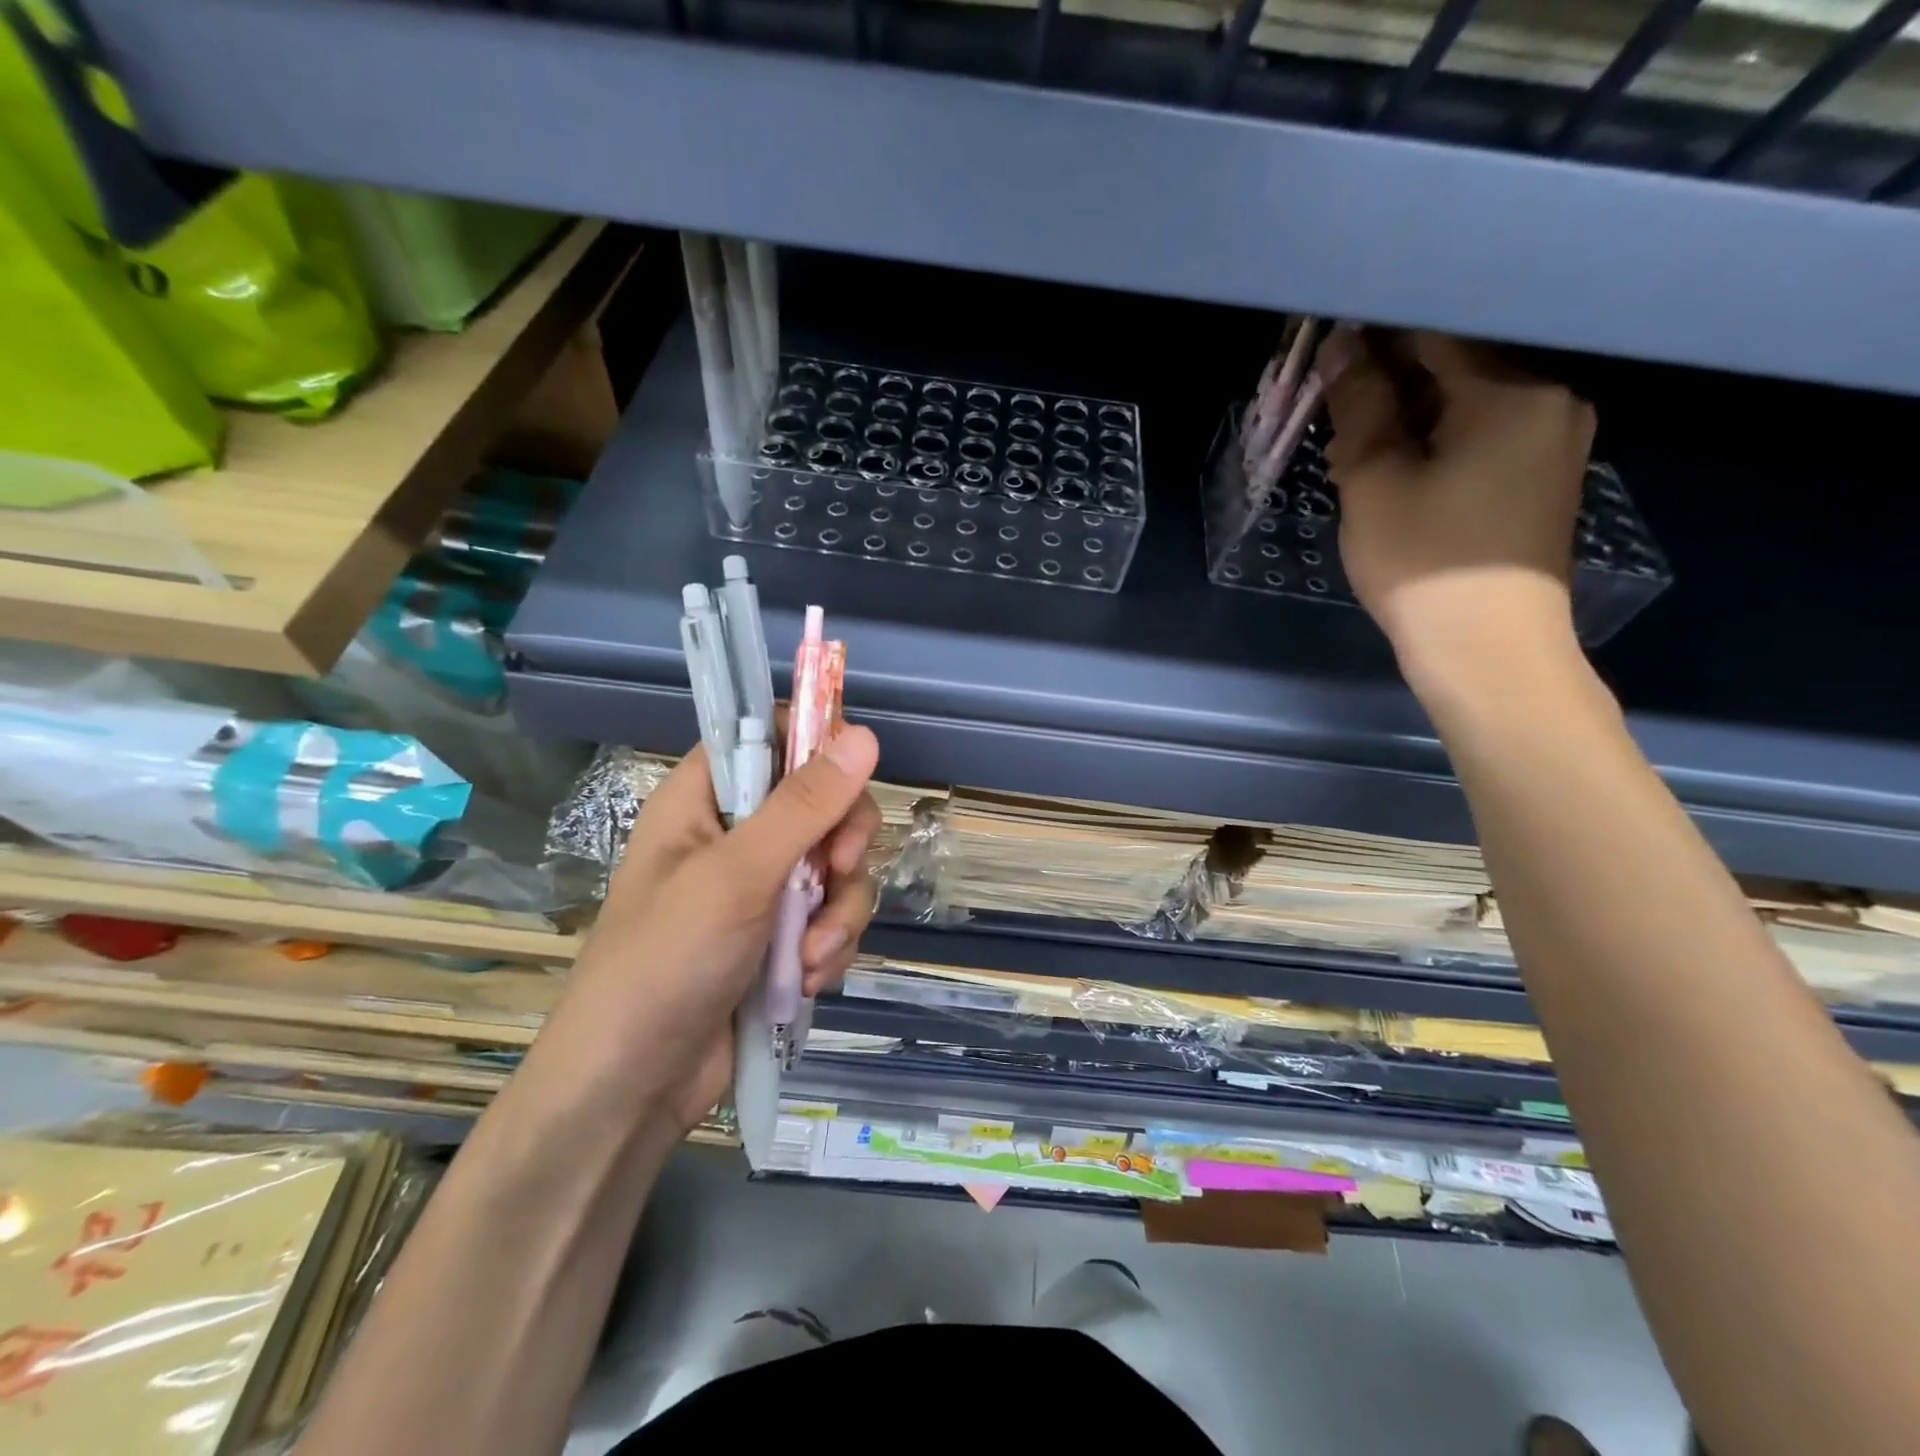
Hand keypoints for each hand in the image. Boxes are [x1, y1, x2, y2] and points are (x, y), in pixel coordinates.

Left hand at [536, 726, 882, 1135]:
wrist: (634, 1087)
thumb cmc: (666, 961)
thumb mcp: (737, 875)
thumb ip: (804, 805)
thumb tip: (865, 735)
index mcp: (705, 798)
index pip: (770, 735)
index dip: (816, 742)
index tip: (854, 772)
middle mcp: (737, 834)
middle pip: (823, 802)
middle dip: (843, 844)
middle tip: (839, 869)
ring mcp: (762, 888)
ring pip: (837, 866)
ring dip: (838, 912)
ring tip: (809, 956)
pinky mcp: (780, 936)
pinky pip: (832, 915)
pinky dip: (829, 945)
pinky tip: (807, 979)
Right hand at [1318, 329, 1595, 700]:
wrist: (1487, 650)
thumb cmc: (1424, 564)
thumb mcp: (1375, 482)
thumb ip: (1361, 406)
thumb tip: (1342, 347)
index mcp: (1513, 391)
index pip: (1435, 334)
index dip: (1374, 336)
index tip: (1326, 345)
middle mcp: (1551, 400)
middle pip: (1456, 366)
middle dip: (1390, 380)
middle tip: (1333, 407)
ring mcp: (1555, 440)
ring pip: (1468, 402)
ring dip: (1409, 413)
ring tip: (1356, 441)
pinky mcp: (1543, 476)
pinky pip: (1485, 433)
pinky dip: (1437, 438)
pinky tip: (1397, 464)